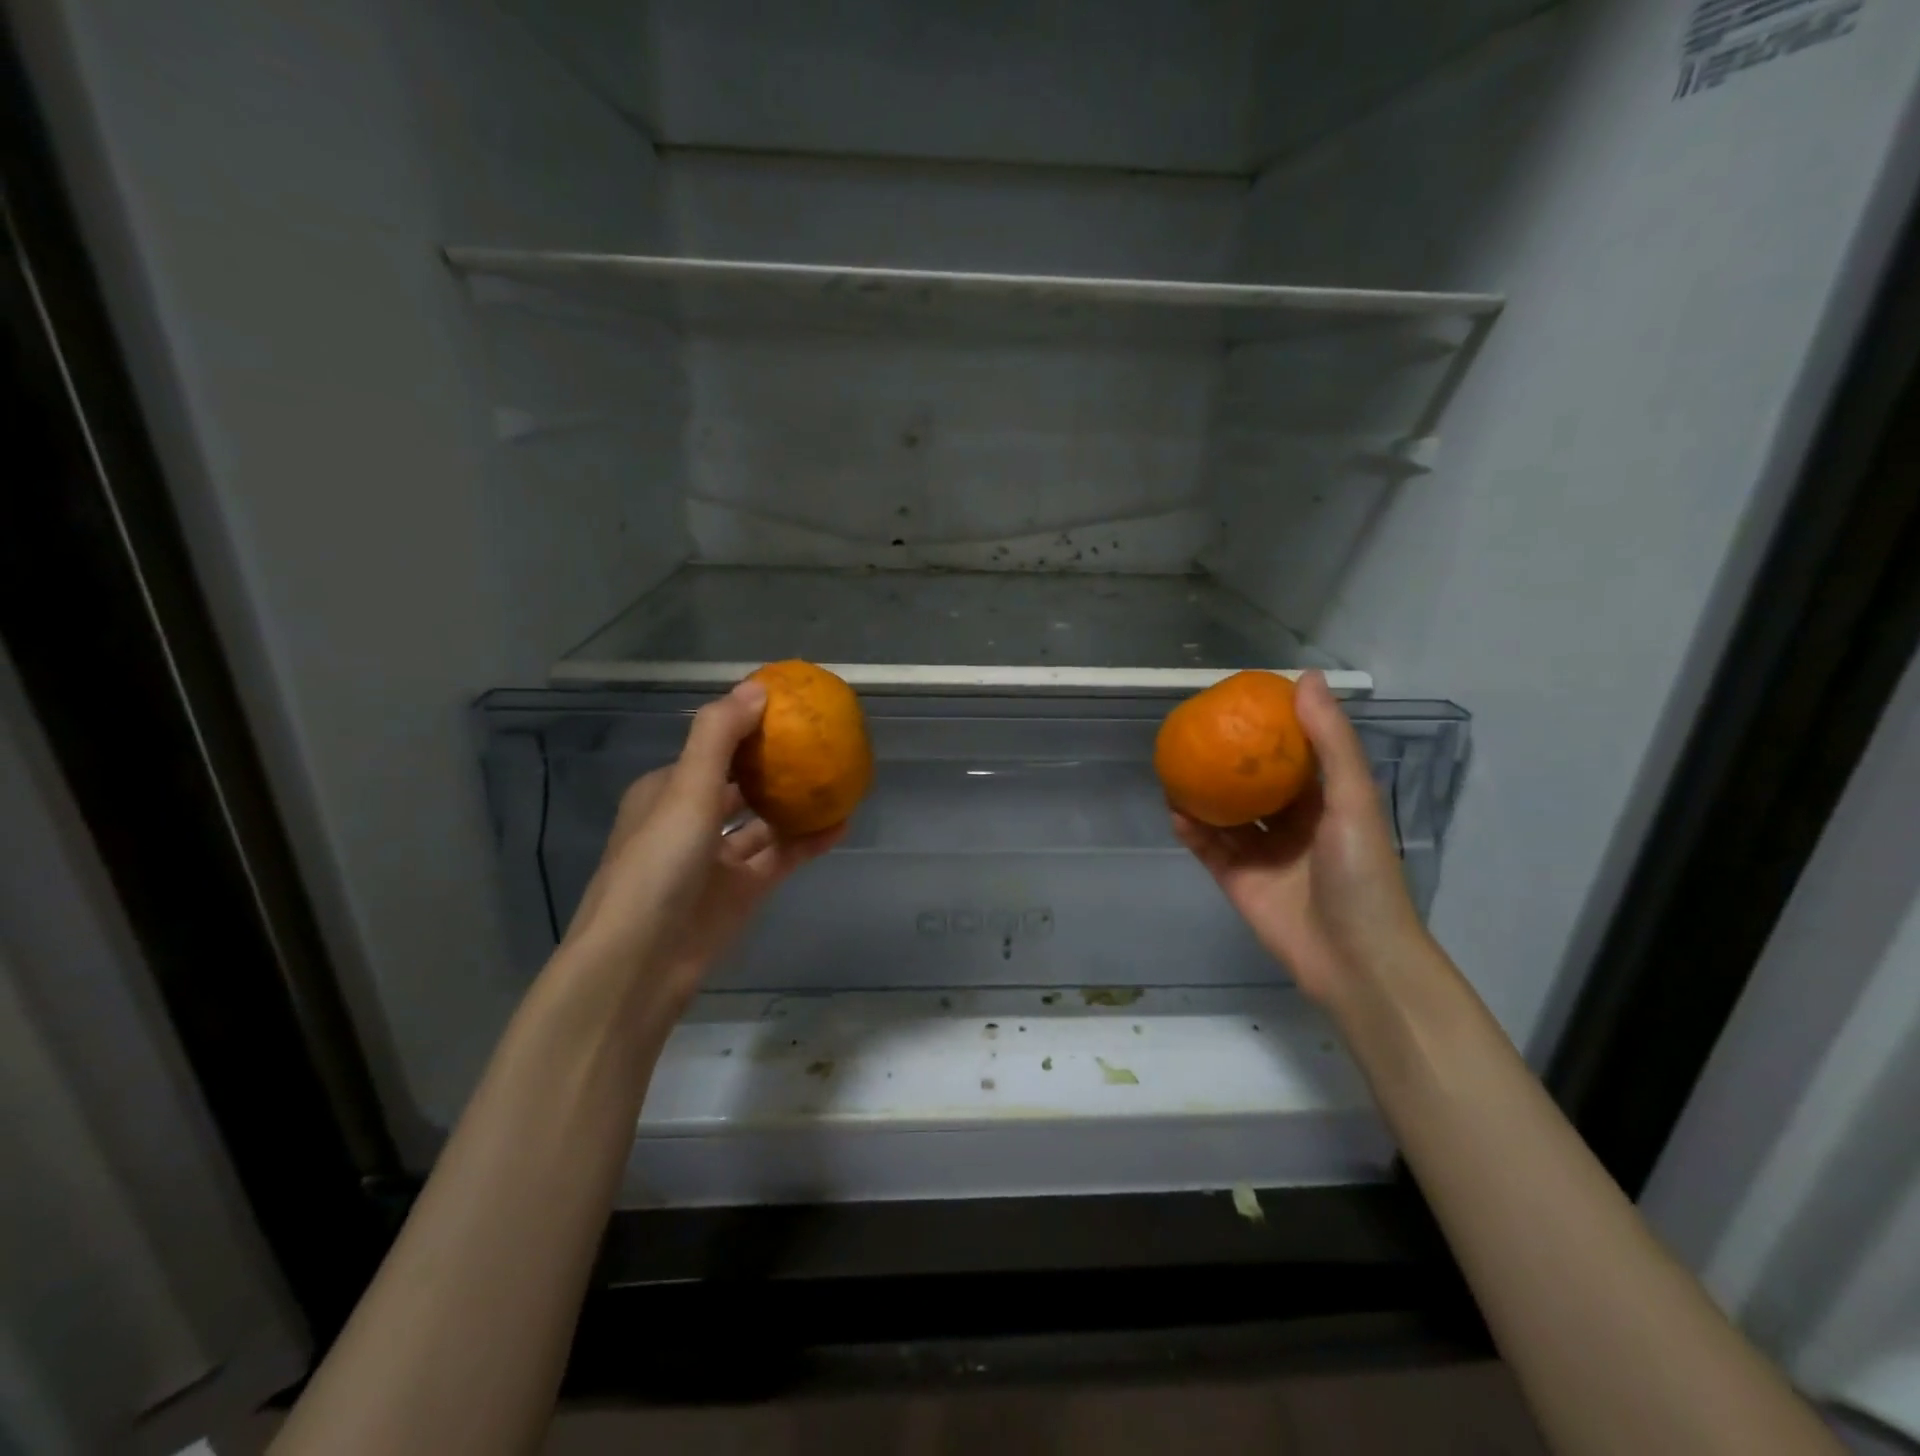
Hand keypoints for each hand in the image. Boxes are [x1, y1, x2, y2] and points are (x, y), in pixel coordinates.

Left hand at [563, 680, 843, 1011]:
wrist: (640, 964)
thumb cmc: (656, 866)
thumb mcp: (685, 790)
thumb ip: (719, 736)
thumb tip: (758, 687)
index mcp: (667, 791)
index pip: (711, 748)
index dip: (747, 728)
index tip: (788, 711)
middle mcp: (690, 821)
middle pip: (740, 784)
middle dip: (775, 765)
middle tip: (821, 742)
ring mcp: (717, 860)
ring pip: (764, 822)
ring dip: (796, 803)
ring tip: (838, 778)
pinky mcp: (741, 892)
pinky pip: (781, 857)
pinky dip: (808, 841)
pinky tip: (842, 822)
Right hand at [1172, 670, 1430, 1005]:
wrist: (1354, 959)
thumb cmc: (1362, 873)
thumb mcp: (1352, 799)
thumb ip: (1330, 742)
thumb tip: (1305, 678)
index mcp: (1326, 803)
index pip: (1296, 757)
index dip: (1272, 730)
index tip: (1242, 703)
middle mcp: (1293, 825)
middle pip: (1254, 785)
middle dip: (1228, 761)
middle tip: (1197, 732)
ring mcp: (1263, 854)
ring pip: (1225, 816)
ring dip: (1202, 794)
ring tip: (1174, 765)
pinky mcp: (1238, 881)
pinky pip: (1209, 848)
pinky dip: (1192, 830)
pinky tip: (1174, 809)